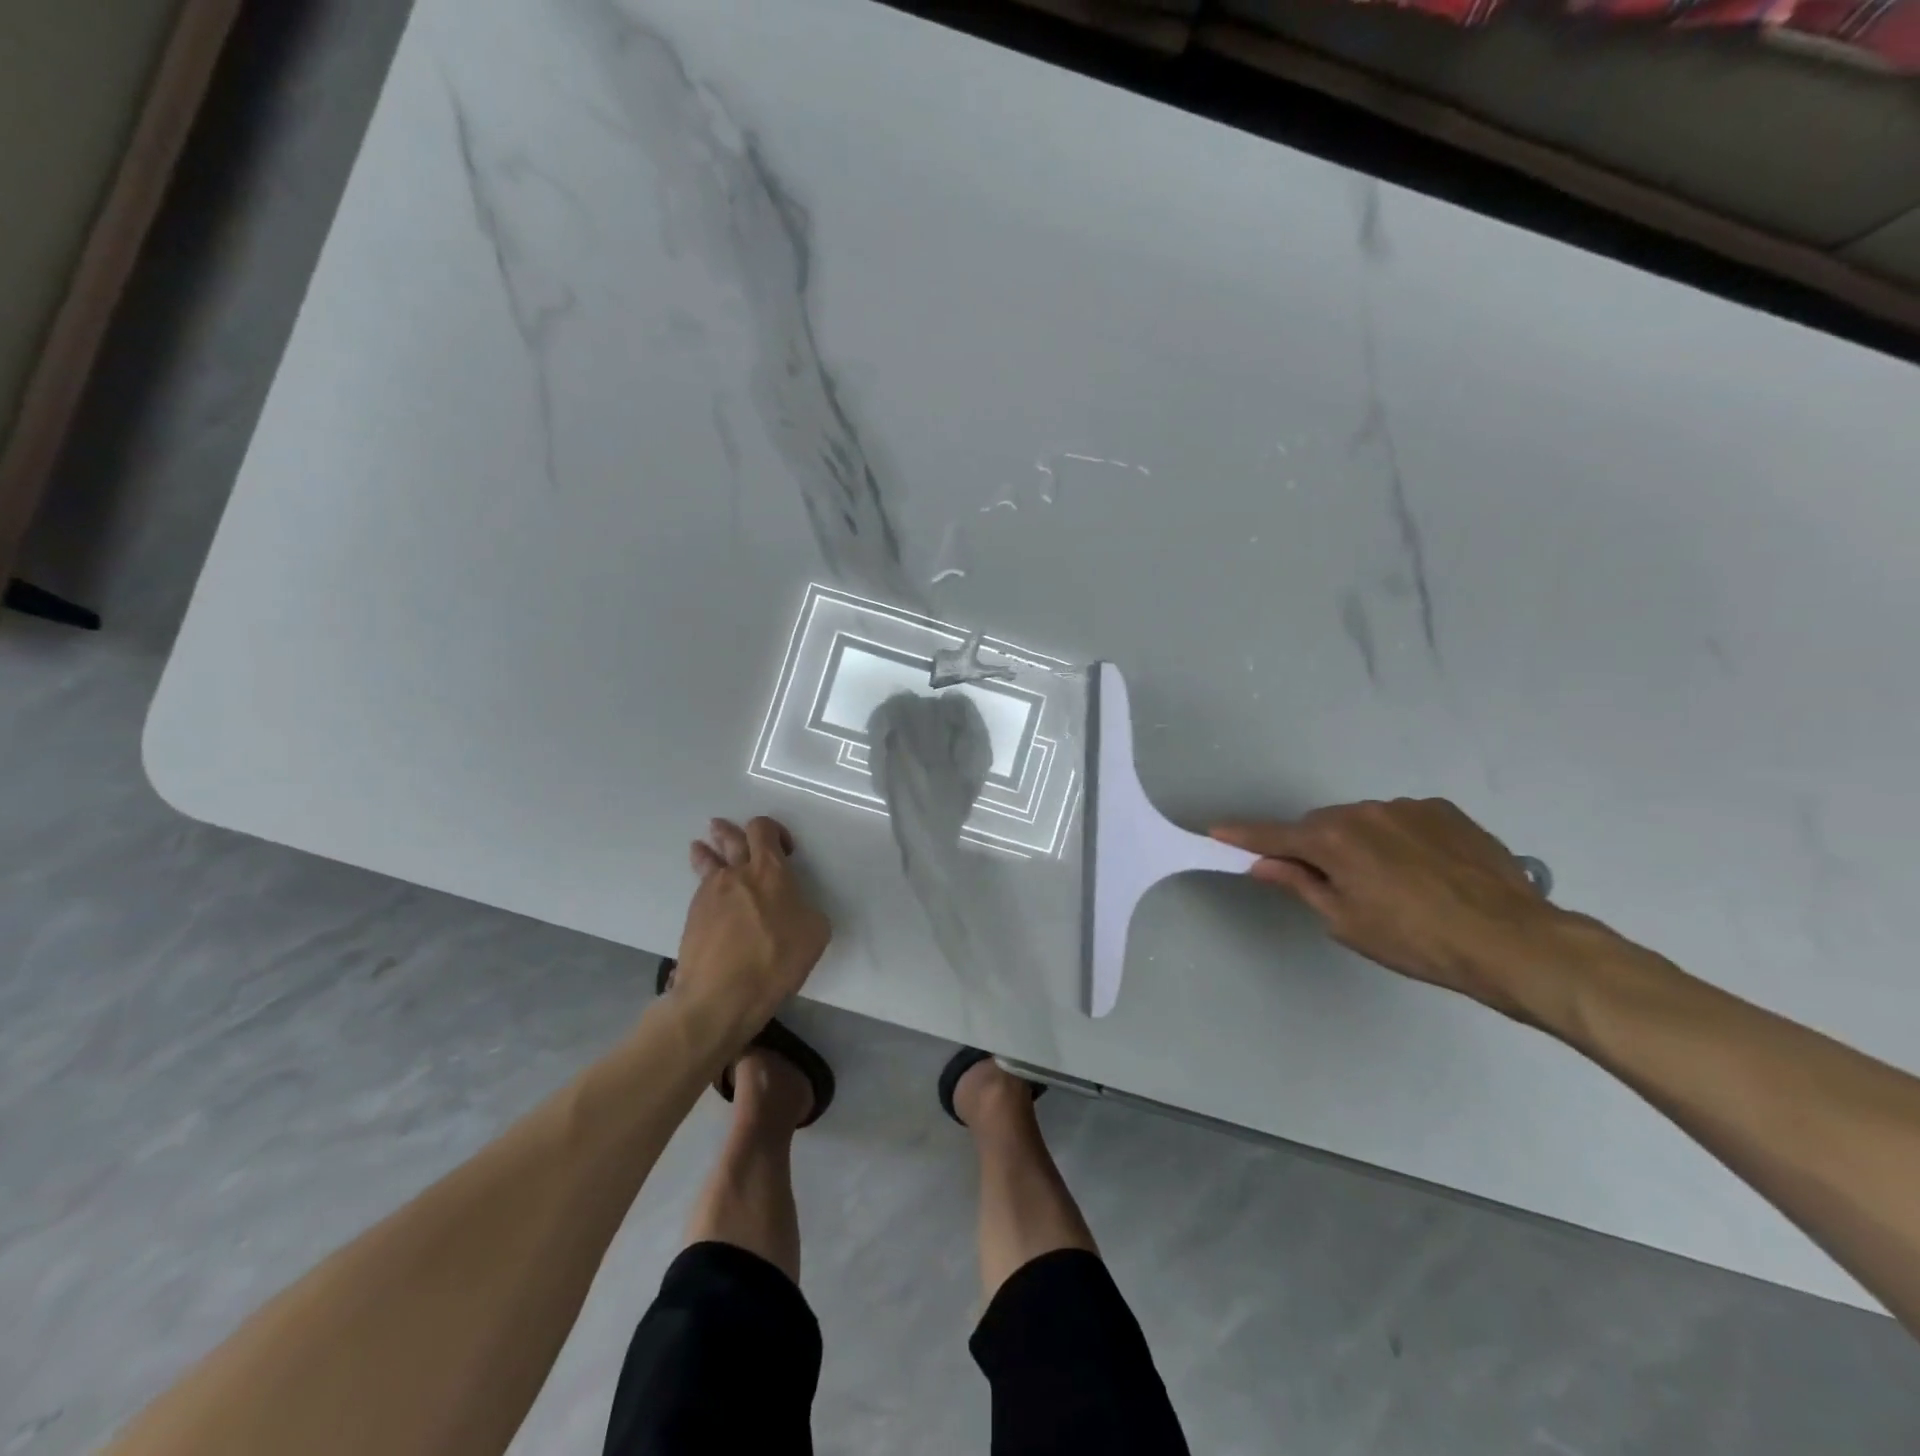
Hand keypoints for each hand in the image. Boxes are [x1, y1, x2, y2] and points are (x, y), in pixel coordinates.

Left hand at [671, 817, 830, 1034]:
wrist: (720, 995)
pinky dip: (705, 885)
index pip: (763, 829)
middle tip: (723, 828)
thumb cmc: (775, 960)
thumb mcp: (814, 933)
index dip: (773, 830)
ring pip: (706, 861)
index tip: (784, 849)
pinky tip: (708, 895)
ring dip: (707, 851)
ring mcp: (709, 894)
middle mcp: (736, 873)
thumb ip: (806, 910)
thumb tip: (794, 909)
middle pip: (729, 838)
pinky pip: (700, 890)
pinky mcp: (691, 918)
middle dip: (728, 831)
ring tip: (702, 847)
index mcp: (769, 870)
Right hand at [1212, 799, 1567, 1014]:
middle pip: (1320, 825)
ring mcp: (1407, 807)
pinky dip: (1398, 839)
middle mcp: (1364, 811)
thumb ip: (1300, 884)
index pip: (1274, 835)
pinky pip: (1402, 820)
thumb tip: (1263, 863)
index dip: (1243, 836)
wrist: (1513, 941)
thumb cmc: (1416, 941)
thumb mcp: (1346, 922)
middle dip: (1316, 847)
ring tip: (1393, 884)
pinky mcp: (1445, 811)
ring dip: (1361, 843)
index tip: (1216, 832)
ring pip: (1363, 822)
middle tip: (1333, 885)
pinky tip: (1425, 872)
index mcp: (1333, 839)